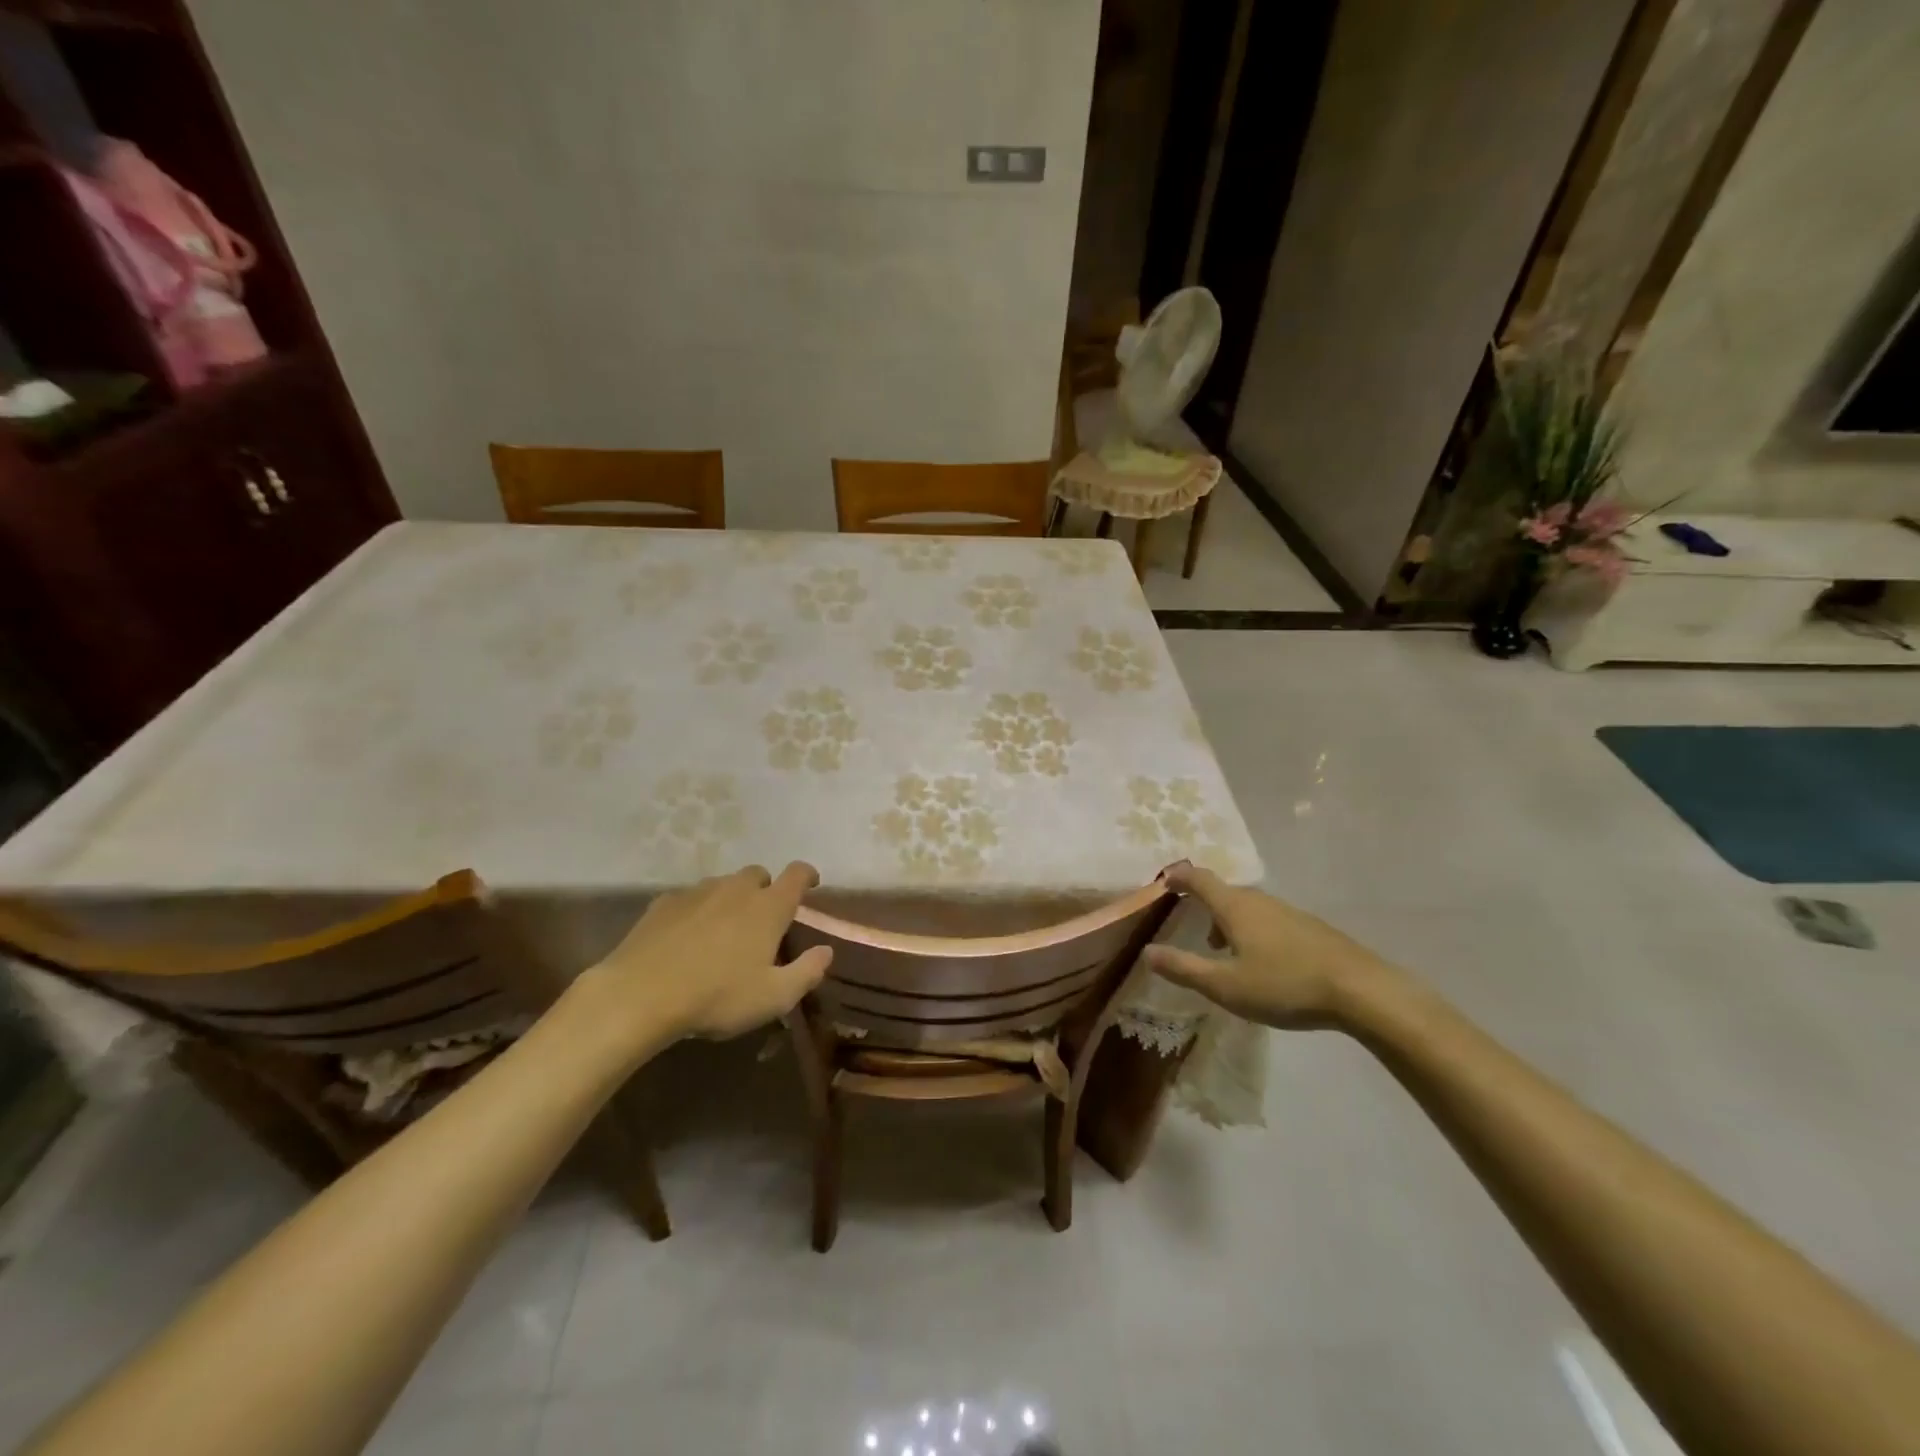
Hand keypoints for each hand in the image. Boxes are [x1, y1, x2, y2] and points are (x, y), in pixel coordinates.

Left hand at [574, 862, 832, 1045]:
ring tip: (724, 930)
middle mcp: (736, 889)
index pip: (797, 874)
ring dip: (731, 899)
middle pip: (758, 875)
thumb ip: (807, 972)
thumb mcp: (774, 997)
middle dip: (765, 890)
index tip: (811, 884)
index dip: (807, 875)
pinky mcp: (664, 903)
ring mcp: (697, 892)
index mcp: (768, 907)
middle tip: (763, 920)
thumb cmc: (717, 996)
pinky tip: (687, 937)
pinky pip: (690, 898)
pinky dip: (697, 910)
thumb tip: (826, 951)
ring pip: (723, 884)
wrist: (640, 994)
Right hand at [1142, 864, 1392, 1028]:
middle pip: (1224, 894)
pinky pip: (1270, 920)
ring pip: (1249, 909)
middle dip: (1204, 908)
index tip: (1164, 882)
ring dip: (1230, 924)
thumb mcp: (1226, 986)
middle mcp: (1260, 901)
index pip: (1199, 879)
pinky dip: (1254, 932)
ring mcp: (1289, 912)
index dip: (1179, 877)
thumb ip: (1184, 968)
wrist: (1362, 991)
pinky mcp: (1311, 928)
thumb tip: (1147, 952)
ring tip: (1226, 955)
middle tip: (1193, 934)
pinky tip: (1264, 964)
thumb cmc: (1285, 984)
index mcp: (1235, 907)